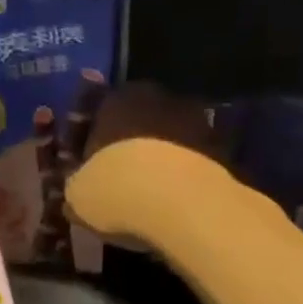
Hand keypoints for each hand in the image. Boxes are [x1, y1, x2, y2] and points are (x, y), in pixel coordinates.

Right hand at [66, 86, 238, 246]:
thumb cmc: (118, 191)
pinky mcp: (225, 148)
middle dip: (131, 146)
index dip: (93, 141)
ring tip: (154, 192)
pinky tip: (178, 201)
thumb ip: (77, 185)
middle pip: (139, 121)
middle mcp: (157, 99)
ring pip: (170, 138)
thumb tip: (80, 188)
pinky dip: (186, 175)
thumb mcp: (78, 196)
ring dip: (162, 158)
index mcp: (115, 101)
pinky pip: (195, 160)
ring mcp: (196, 120)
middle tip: (123, 179)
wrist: (184, 204)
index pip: (99, 112)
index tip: (90, 166)